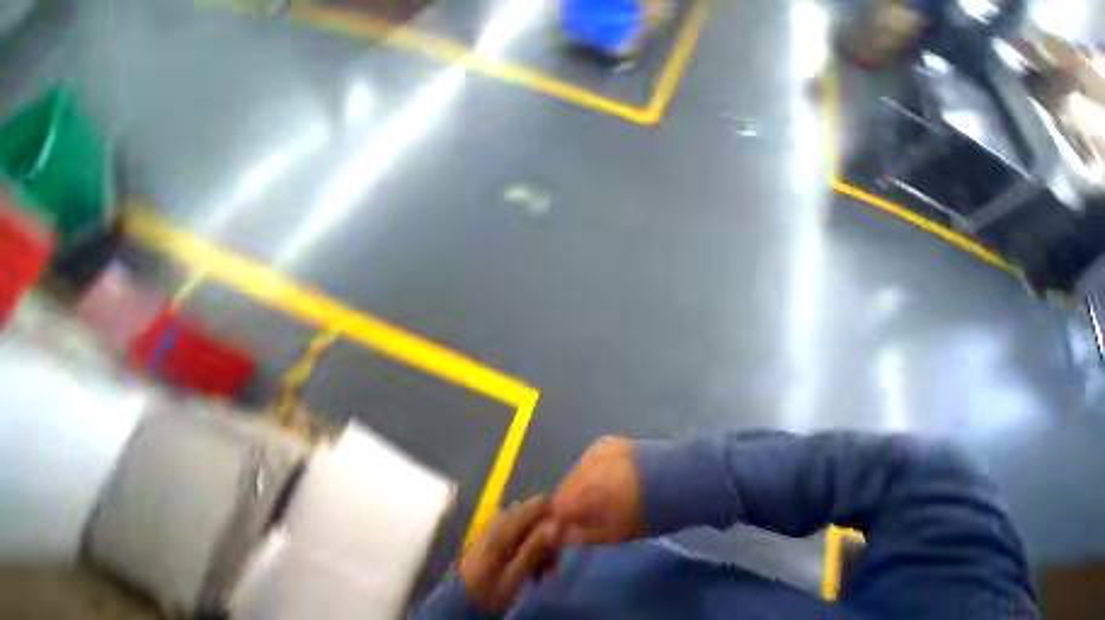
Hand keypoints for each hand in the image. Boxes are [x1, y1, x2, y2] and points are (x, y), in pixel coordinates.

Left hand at [457, 496, 560, 615]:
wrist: (456, 607)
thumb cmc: (486, 595)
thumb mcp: (512, 579)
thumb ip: (533, 549)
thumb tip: (556, 524)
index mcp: (506, 526)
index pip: (537, 503)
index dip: (553, 515)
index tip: (562, 539)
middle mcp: (501, 518)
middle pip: (532, 513)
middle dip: (546, 532)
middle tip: (553, 562)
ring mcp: (495, 526)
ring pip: (526, 523)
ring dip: (537, 540)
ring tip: (542, 570)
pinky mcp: (492, 536)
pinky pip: (516, 531)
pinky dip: (526, 544)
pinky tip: (528, 565)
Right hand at [551, 436, 648, 544]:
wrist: (672, 478)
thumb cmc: (643, 514)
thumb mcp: (611, 534)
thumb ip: (580, 533)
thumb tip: (561, 532)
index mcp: (581, 492)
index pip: (556, 505)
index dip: (561, 517)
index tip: (572, 526)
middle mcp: (581, 466)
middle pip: (566, 485)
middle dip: (573, 499)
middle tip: (592, 512)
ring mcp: (593, 450)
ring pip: (578, 469)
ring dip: (584, 482)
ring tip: (606, 491)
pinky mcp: (605, 440)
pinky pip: (591, 458)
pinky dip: (596, 467)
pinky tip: (614, 474)